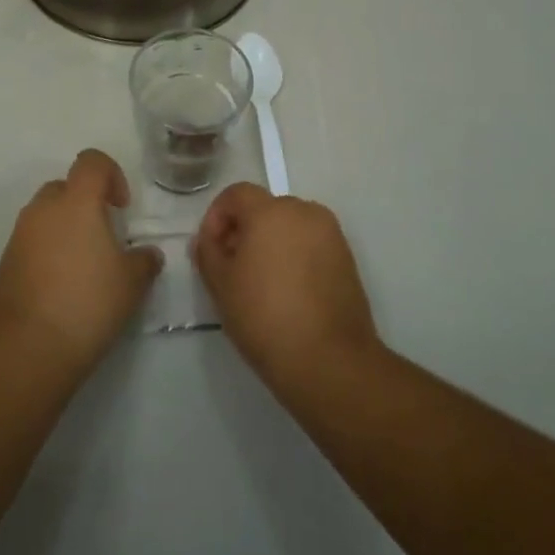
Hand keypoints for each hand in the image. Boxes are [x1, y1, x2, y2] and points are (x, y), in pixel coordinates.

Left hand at [0, 149, 162, 370]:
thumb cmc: (87, 303)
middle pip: (65, 186)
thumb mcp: (131, 283)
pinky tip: (62, 287)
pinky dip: (47, 252)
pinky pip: (31, 242)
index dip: (111, 174)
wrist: (27, 347)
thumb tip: (148, 254)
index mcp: (76, 202)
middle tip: (103, 237)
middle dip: (85, 203)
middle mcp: (43, 209)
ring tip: (83, 266)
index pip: (91, 161)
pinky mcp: (5, 262)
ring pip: (46, 215)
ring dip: (64, 228)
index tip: (121, 207)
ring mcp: (19, 235)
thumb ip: (144, 260)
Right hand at [192, 184, 379, 387]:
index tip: (211, 249)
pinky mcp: (347, 258)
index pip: (236, 194)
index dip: (217, 216)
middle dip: (245, 230)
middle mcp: (304, 212)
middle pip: (265, 208)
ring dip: (271, 242)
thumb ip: (208, 252)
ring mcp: (331, 234)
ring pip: (290, 226)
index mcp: (271, 211)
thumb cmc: (265, 317)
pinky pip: (311, 244)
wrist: (329, 360)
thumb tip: (207, 240)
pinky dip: (295, 256)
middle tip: (233, 266)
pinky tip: (288, 292)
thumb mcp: (221, 285)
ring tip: (261, 282)